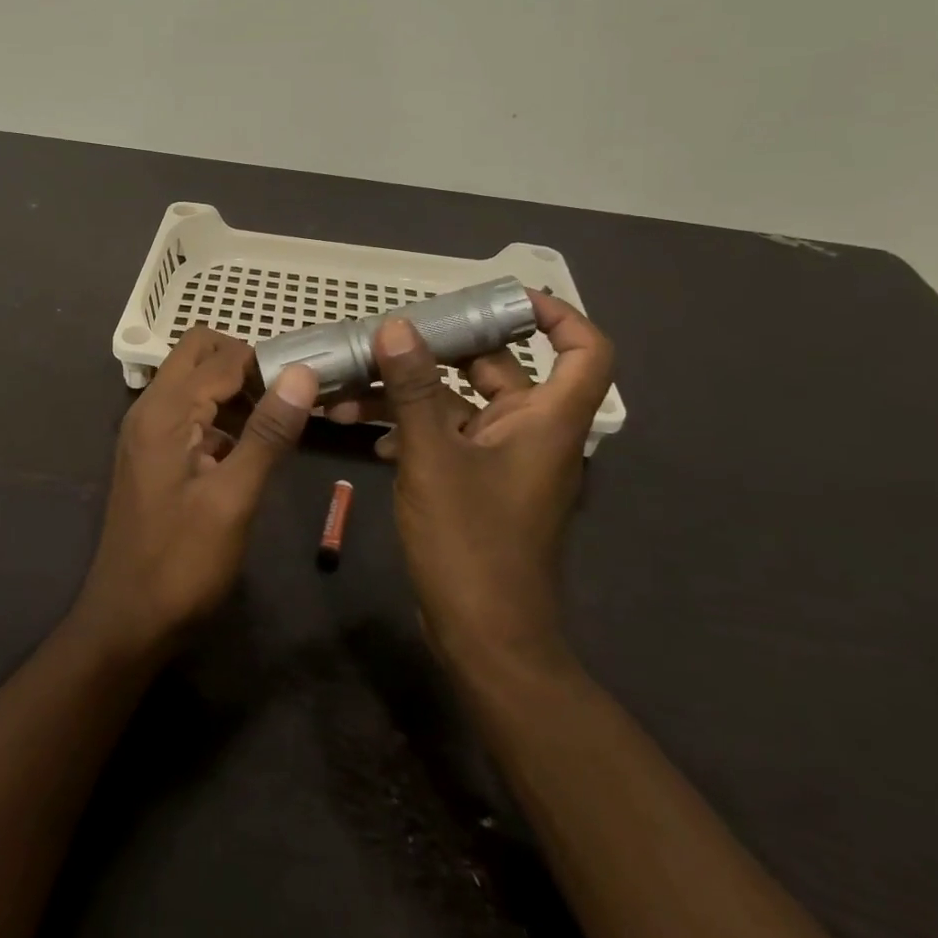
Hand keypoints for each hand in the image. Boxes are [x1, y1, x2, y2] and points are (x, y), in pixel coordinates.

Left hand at [74, 328, 315, 660]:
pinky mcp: (150, 453)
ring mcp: (145, 430)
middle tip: (283, 398)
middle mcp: (148, 408)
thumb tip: (301, 372)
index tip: (306, 384)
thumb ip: (267, 432)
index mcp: (165, 411)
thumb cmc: (182, 562)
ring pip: (191, 380)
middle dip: (243, 363)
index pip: (221, 357)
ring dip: (231, 387)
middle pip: (197, 353)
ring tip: (275, 420)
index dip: (265, 363)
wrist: (127, 620)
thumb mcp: (234, 498)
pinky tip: (246, 447)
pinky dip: (217, 413)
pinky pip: (186, 411)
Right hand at [327, 291, 614, 671]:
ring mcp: (501, 459)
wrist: (484, 638)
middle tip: (391, 334)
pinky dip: (410, 425)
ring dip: (409, 391)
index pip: (584, 351)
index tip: (502, 298)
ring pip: (459, 403)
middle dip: (442, 349)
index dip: (557, 315)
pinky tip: (362, 428)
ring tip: (352, 384)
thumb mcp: (432, 458)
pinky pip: (445, 435)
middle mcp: (531, 432)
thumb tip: (397, 326)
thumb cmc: (471, 544)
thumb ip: (414, 389)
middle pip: (500, 368)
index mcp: (547, 421)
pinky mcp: (475, 482)